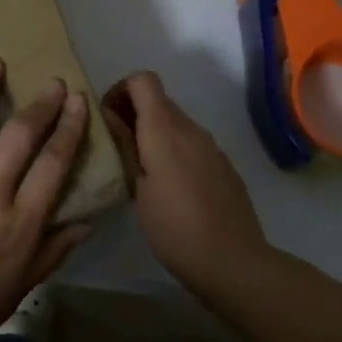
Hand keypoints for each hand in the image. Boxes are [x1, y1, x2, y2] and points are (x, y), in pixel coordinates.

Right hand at [103, 71, 271, 293]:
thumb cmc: (174, 228)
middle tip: (117, 146)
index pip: (143, 80)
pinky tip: (169, 186)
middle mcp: (190, 128)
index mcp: (164, 130)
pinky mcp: (223, 165)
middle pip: (159, 100)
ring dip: (154, 132)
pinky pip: (192, 143)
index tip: (108, 117)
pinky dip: (174, 149)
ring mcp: (211, 146)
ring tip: (140, 168)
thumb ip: (125, 147)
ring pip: (176, 122)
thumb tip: (110, 117)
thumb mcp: (137, 189)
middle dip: (133, 112)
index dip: (120, 89)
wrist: (233, 262)